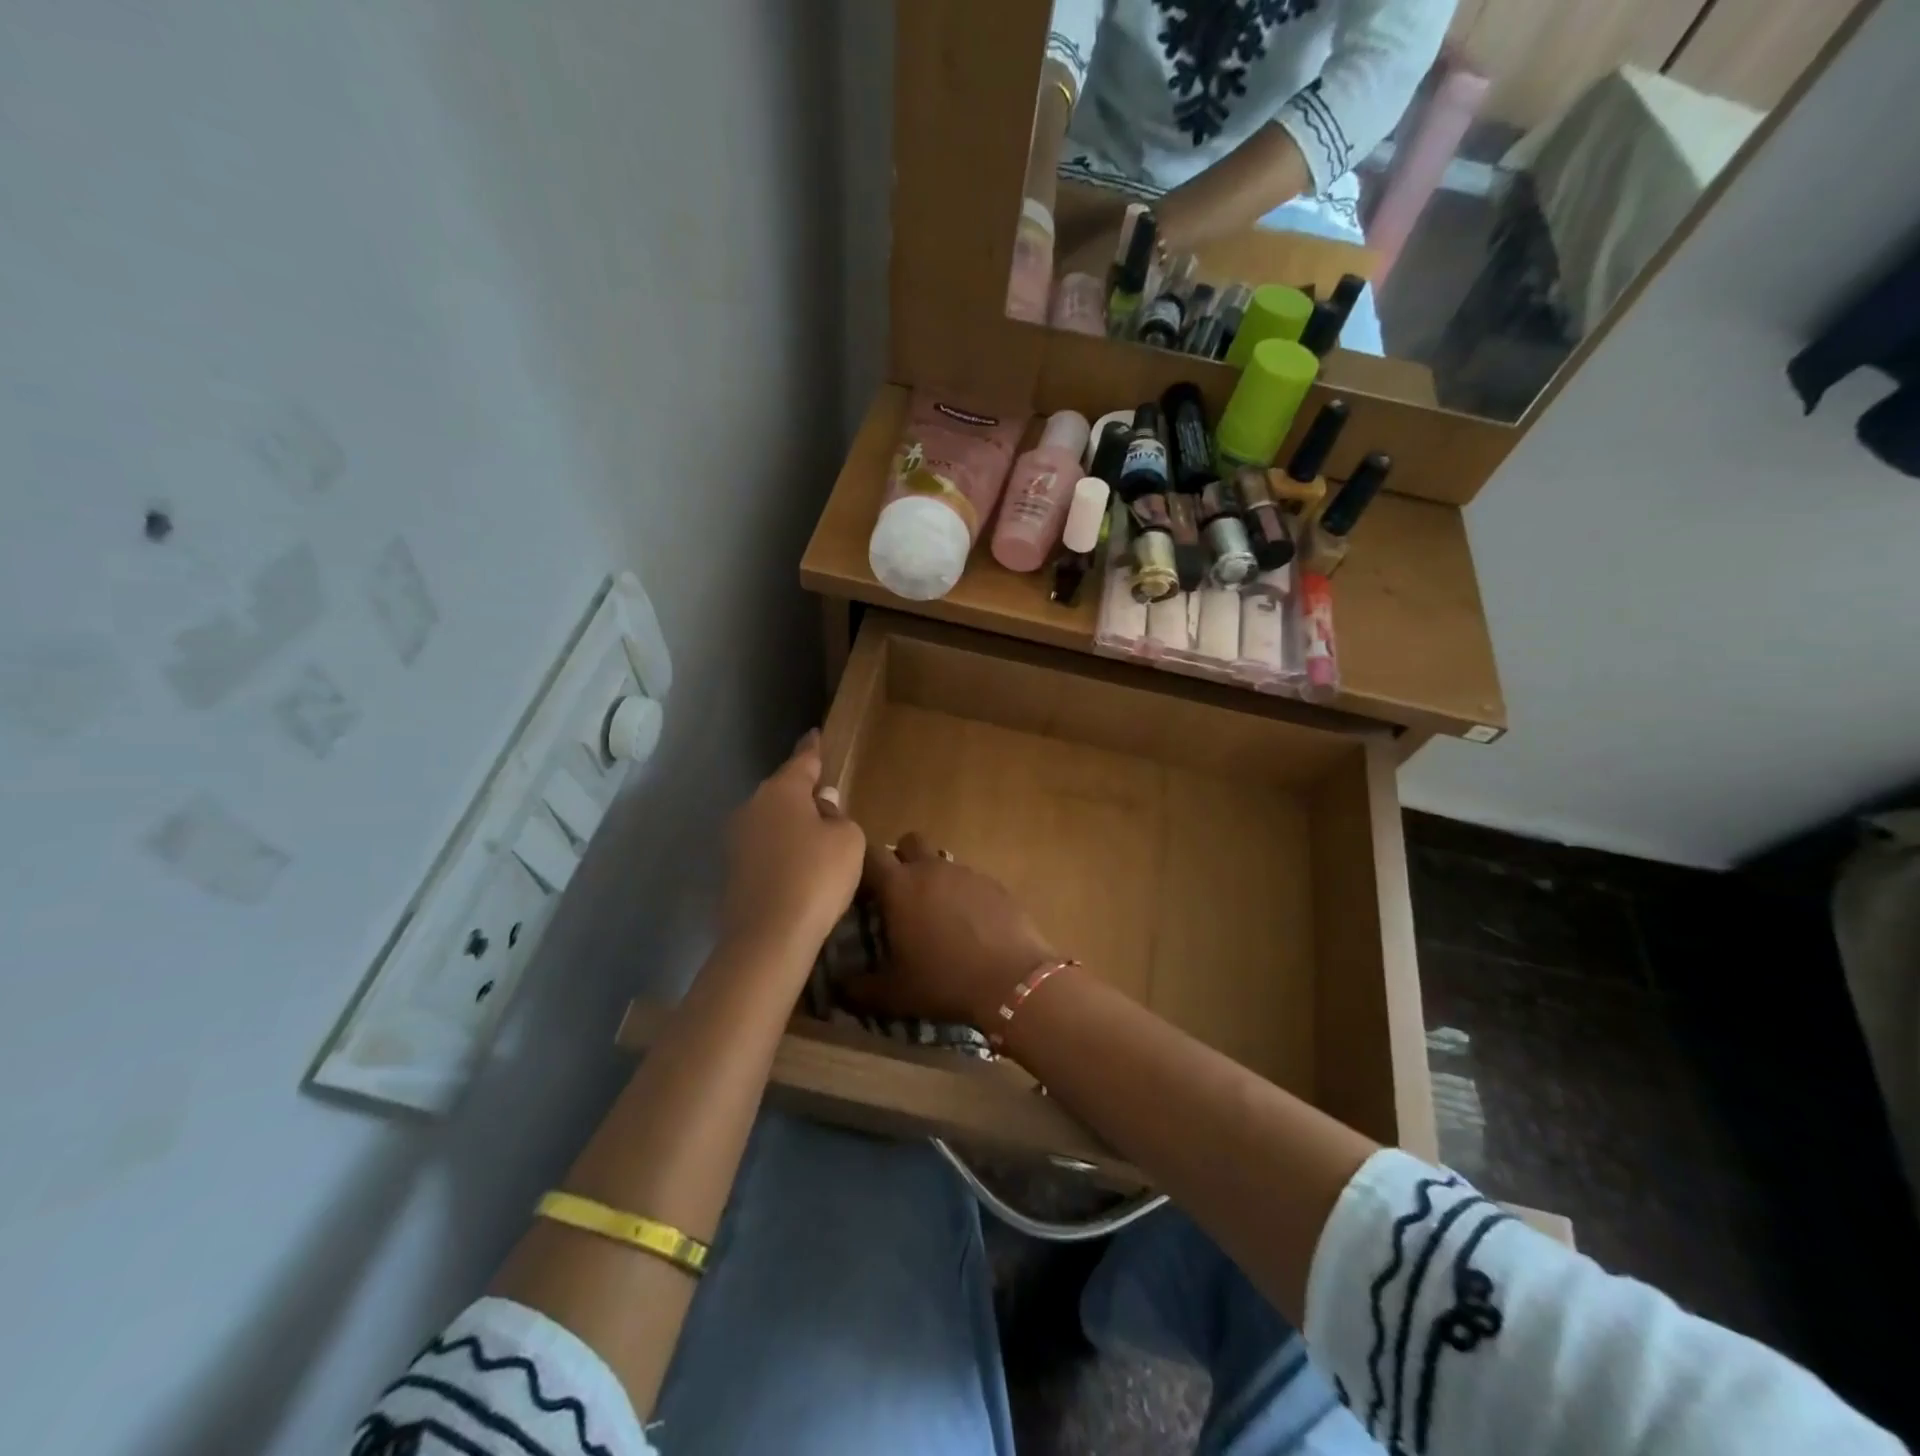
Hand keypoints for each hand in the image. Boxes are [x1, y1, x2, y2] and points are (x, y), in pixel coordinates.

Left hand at [717, 731, 864, 960]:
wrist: (768, 935)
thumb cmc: (817, 875)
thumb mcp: (848, 840)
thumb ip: (838, 817)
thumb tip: (822, 806)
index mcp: (781, 791)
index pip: (802, 761)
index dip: (812, 749)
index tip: (814, 734)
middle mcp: (753, 807)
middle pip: (784, 793)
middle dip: (804, 794)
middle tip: (828, 802)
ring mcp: (737, 839)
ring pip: (772, 821)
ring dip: (793, 826)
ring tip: (818, 841)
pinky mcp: (732, 870)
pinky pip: (765, 848)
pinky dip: (782, 851)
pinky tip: (799, 869)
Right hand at [847, 832, 1059, 1027]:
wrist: (1012, 979)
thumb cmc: (944, 981)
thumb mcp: (894, 994)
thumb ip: (860, 988)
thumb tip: (841, 987)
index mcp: (899, 886)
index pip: (870, 854)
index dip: (862, 867)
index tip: (861, 890)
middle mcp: (931, 869)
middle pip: (909, 842)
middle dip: (901, 858)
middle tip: (900, 893)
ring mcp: (966, 872)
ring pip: (942, 861)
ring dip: (934, 878)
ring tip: (937, 915)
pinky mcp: (994, 883)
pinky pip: (970, 879)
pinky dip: (964, 894)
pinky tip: (970, 925)